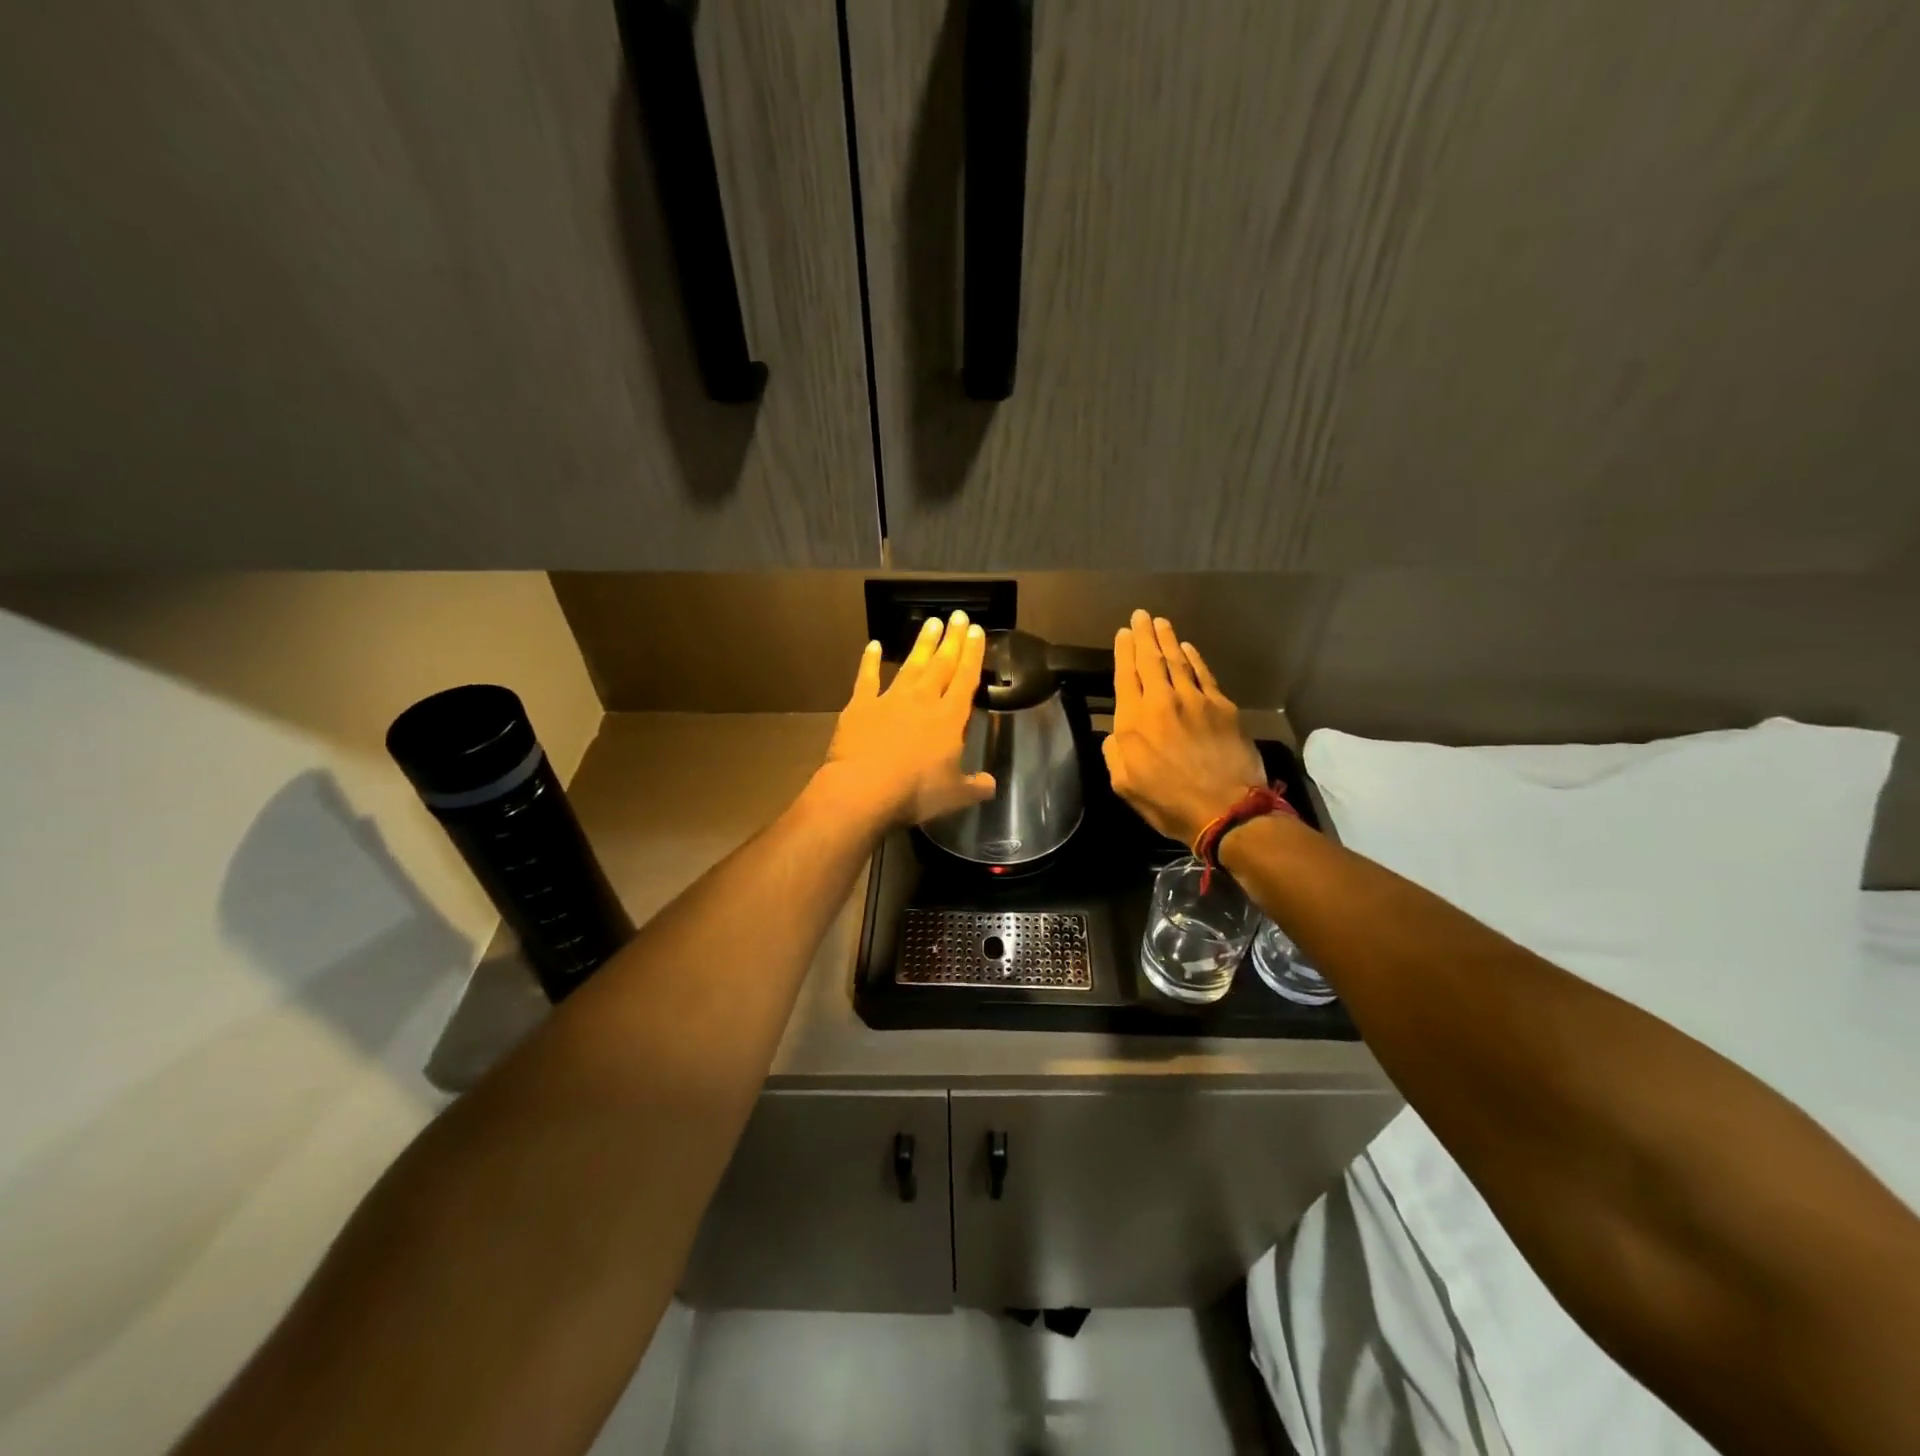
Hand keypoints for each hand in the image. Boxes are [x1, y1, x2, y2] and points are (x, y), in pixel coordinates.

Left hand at [815, 611, 995, 828]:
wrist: (864, 788)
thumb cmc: (916, 792)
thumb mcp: (955, 795)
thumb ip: (975, 786)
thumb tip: (991, 785)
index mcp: (949, 718)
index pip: (966, 679)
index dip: (973, 654)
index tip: (978, 631)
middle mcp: (923, 700)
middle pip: (941, 664)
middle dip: (952, 639)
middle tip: (959, 616)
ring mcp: (890, 699)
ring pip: (911, 665)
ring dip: (922, 644)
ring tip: (931, 622)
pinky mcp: (861, 706)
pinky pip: (867, 678)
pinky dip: (870, 661)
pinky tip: (874, 645)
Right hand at [1103, 609, 1266, 847]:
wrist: (1226, 809)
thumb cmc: (1169, 803)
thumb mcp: (1125, 785)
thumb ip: (1114, 754)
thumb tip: (1115, 734)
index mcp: (1133, 722)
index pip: (1125, 676)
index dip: (1123, 652)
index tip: (1123, 633)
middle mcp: (1161, 702)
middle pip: (1150, 660)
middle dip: (1144, 635)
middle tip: (1140, 615)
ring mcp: (1195, 701)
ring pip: (1177, 661)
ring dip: (1168, 640)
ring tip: (1161, 623)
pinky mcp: (1222, 707)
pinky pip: (1204, 674)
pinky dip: (1194, 658)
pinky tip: (1188, 649)